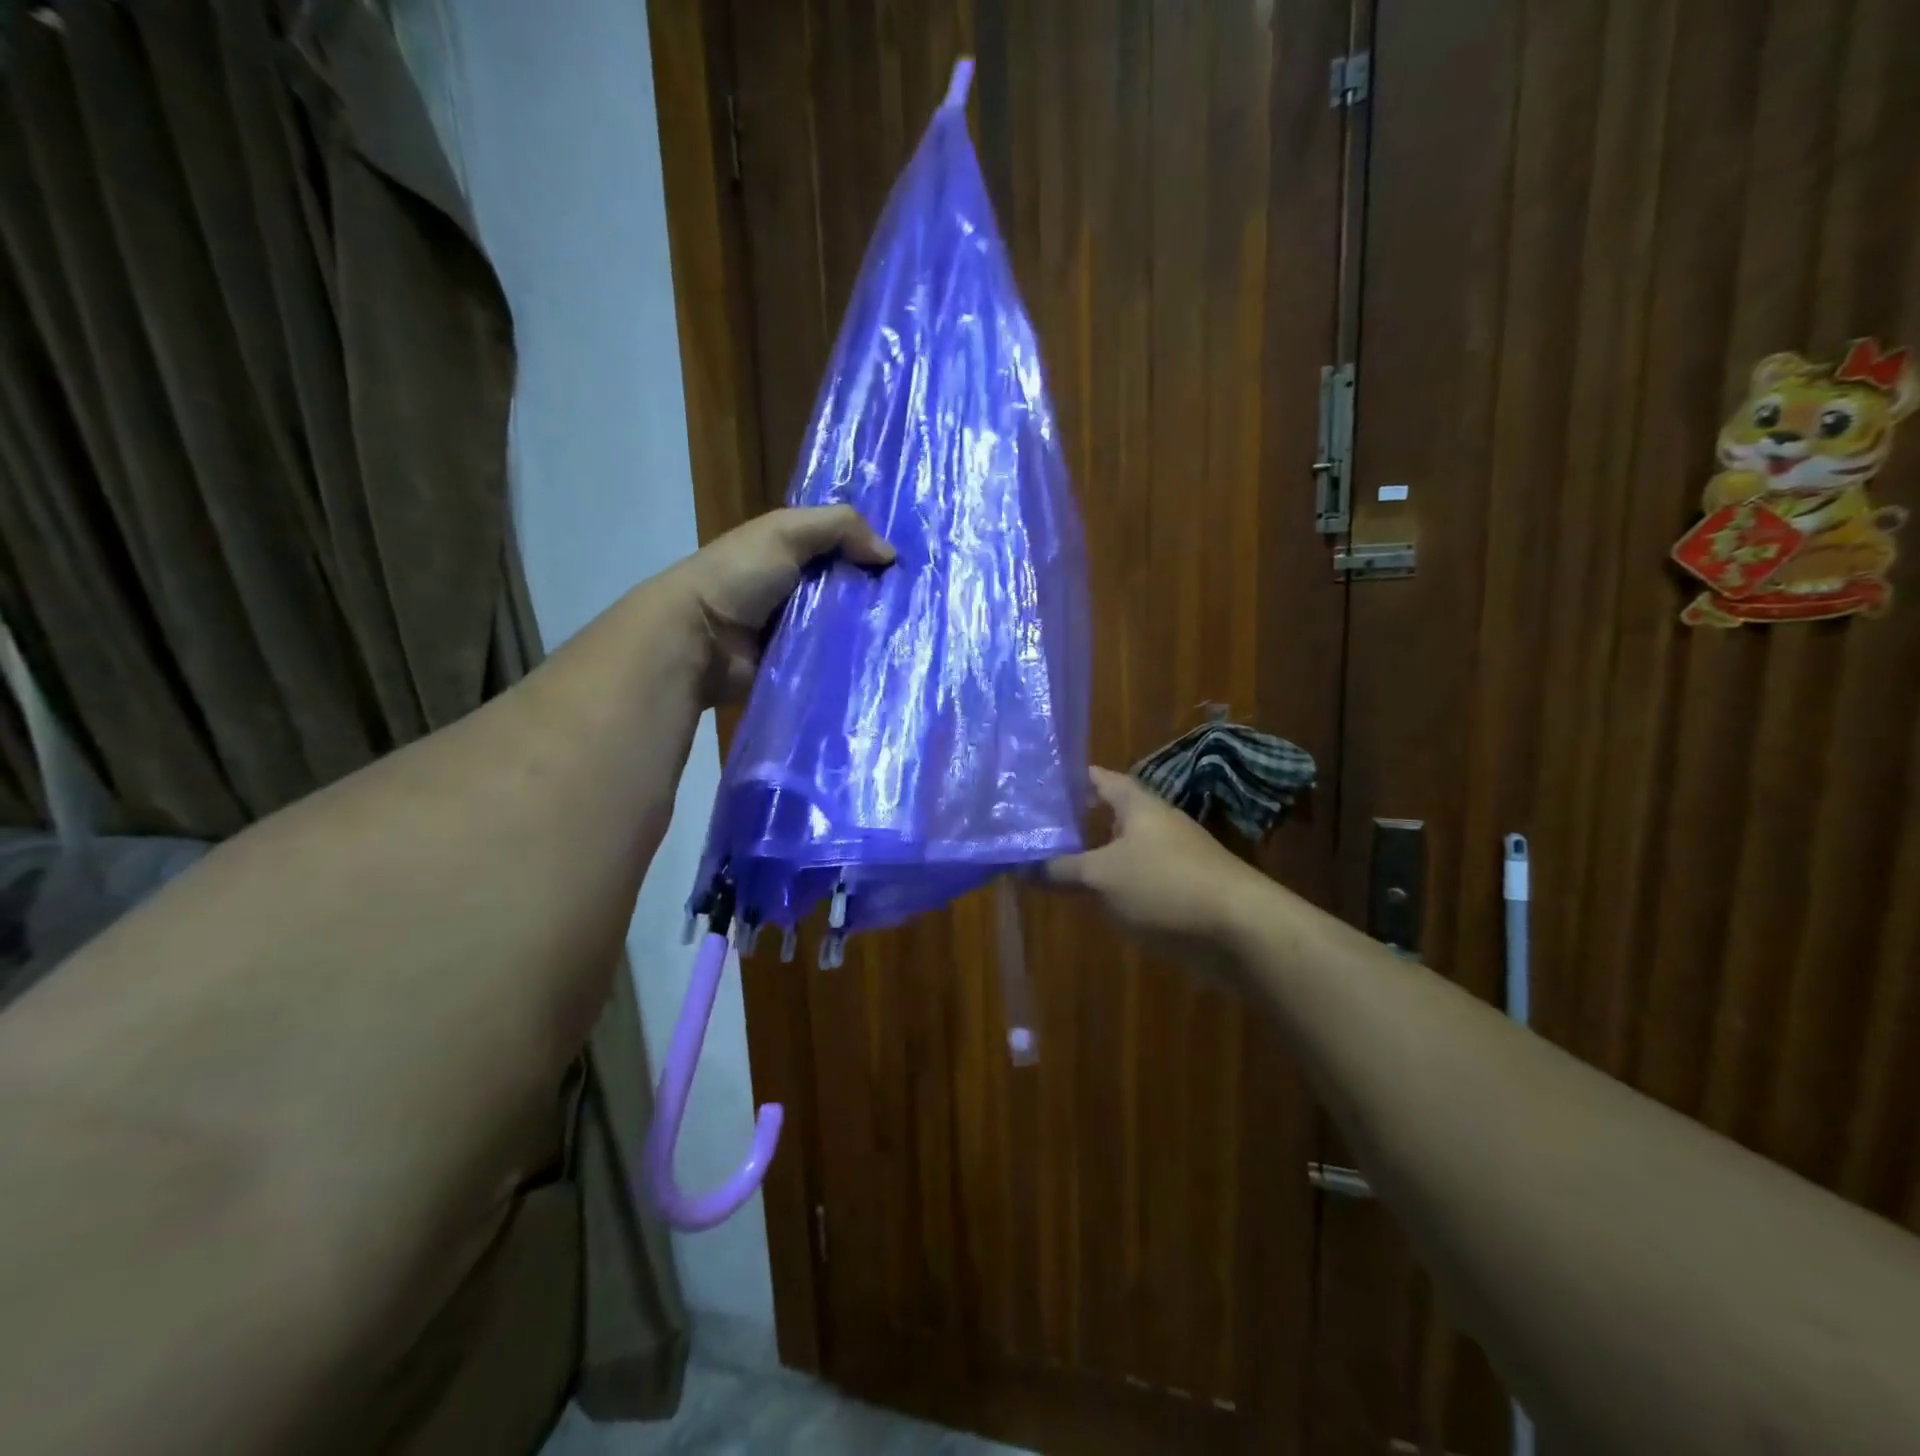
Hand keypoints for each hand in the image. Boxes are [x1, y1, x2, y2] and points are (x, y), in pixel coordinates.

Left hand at [664, 505, 894, 703]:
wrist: (697, 639)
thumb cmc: (737, 576)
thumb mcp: (785, 532)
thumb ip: (839, 527)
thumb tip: (890, 554)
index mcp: (791, 551)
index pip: (844, 546)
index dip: (875, 549)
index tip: (916, 561)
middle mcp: (797, 588)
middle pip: (851, 588)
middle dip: (881, 594)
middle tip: (924, 604)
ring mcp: (798, 630)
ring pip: (847, 626)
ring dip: (872, 629)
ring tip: (914, 634)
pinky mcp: (799, 665)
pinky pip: (835, 660)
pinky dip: (855, 660)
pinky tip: (888, 659)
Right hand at [1041, 767, 1267, 965]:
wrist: (1238, 929)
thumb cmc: (1165, 885)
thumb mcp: (1102, 875)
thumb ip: (1061, 869)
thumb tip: (1020, 867)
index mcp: (1137, 805)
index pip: (1098, 778)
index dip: (1068, 779)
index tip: (1035, 784)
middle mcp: (1153, 823)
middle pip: (1107, 814)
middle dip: (1073, 821)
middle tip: (1032, 828)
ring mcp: (1168, 857)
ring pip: (1119, 850)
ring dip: (1089, 856)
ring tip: (1049, 862)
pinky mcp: (1176, 890)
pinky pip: (1133, 880)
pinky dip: (1109, 884)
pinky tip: (1087, 898)